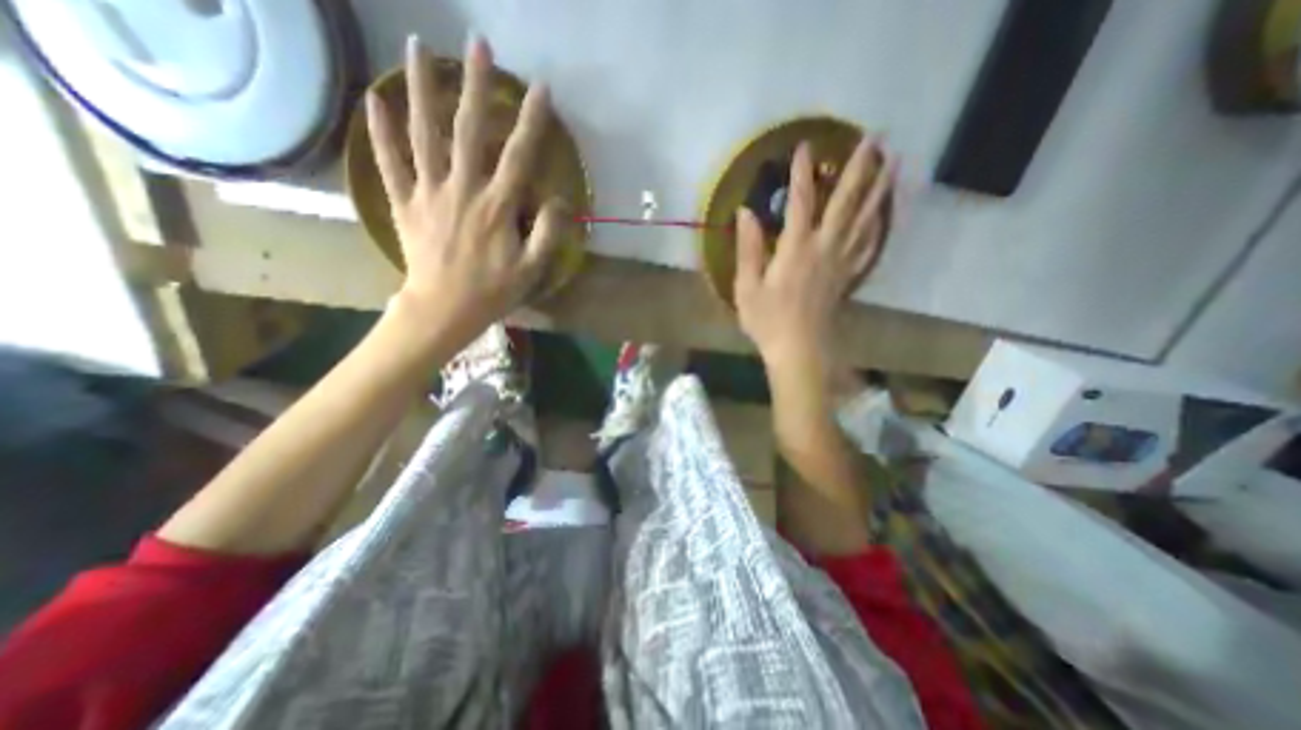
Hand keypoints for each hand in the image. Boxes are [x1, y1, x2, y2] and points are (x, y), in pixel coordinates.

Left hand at [368, 33, 567, 351]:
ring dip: (421, 88)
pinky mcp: (405, 204)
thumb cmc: (493, 291)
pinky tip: (375, 98)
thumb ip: (549, 233)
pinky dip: (379, 129)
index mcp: (496, 208)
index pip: (518, 156)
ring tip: (417, 45)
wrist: (444, 310)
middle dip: (474, 85)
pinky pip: (389, 162)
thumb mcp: (532, 269)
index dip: (531, 122)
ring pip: (422, 133)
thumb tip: (559, 200)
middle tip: (477, 43)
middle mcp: (461, 190)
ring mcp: (428, 193)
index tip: (540, 89)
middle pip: (467, 130)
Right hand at [735, 138, 889, 385]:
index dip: (802, 172)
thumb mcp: (747, 287)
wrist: (800, 350)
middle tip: (875, 138)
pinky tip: (886, 214)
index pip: (801, 202)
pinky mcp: (850, 277)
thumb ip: (748, 248)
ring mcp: (843, 262)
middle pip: (846, 202)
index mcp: (796, 249)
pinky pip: (870, 245)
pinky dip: (880, 226)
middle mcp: (825, 248)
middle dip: (859, 168)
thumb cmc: (768, 320)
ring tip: (894, 162)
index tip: (805, 145)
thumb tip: (745, 213)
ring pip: (866, 219)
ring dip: (880, 189)